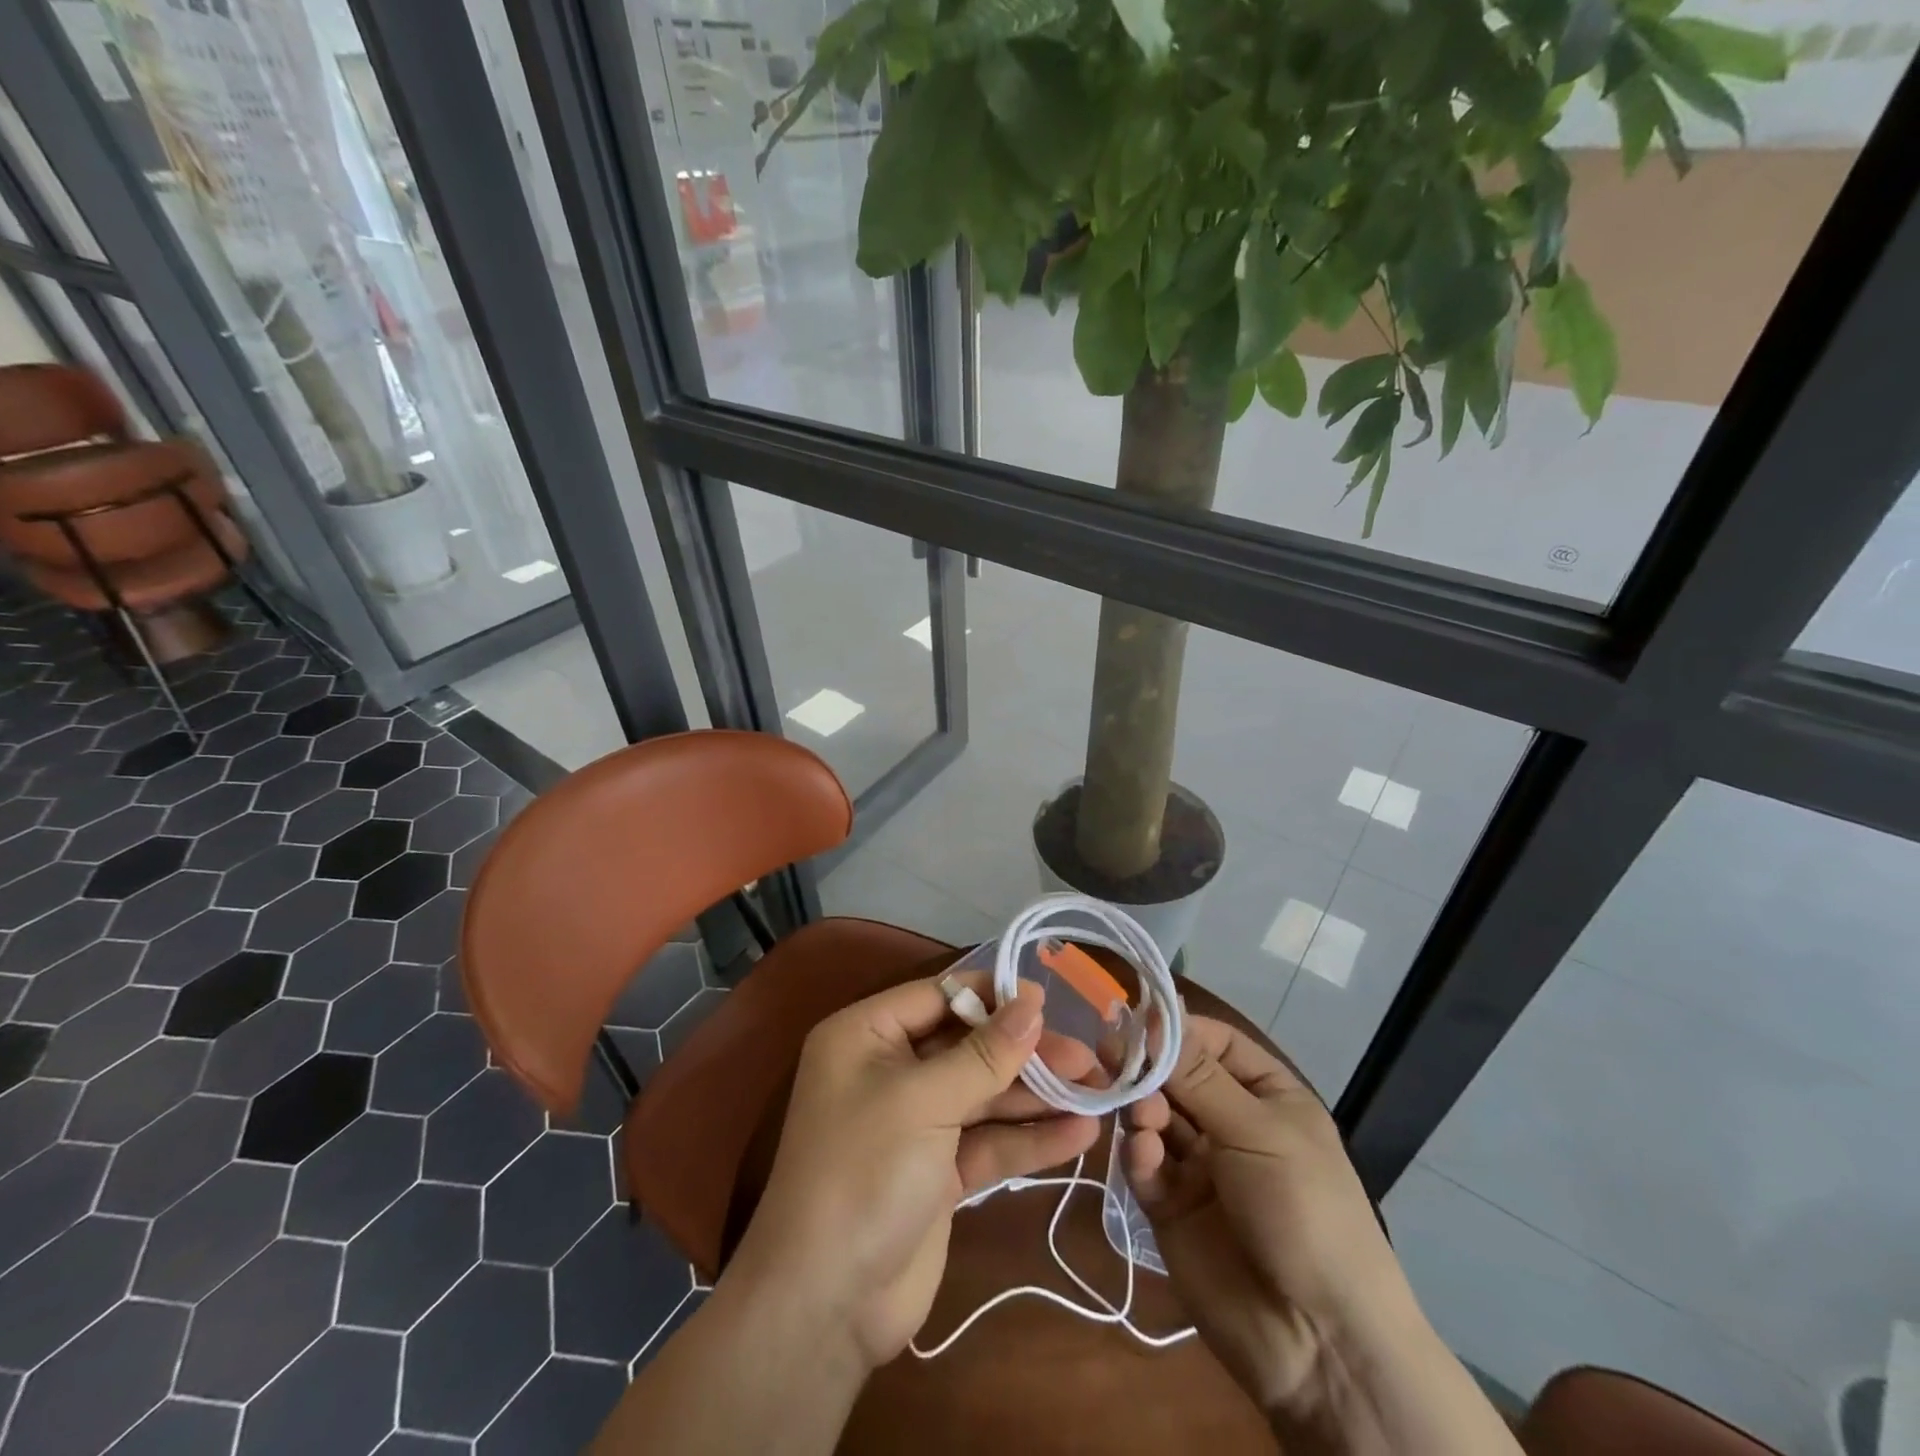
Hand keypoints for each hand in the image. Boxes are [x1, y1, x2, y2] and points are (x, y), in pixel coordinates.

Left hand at [730, 975, 1100, 1370]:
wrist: (826, 1305)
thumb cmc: (865, 1172)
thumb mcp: (924, 1101)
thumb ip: (984, 1054)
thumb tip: (1031, 1002)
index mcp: (867, 1035)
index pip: (938, 997)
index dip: (993, 997)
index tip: (1048, 1001)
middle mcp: (890, 1070)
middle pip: (968, 1046)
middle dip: (1025, 1053)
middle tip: (1086, 1056)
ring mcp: (916, 1124)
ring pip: (984, 1095)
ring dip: (1037, 1095)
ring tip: (1098, 1089)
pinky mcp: (939, 1172)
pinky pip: (988, 1141)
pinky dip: (1029, 1138)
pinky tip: (1080, 1134)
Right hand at [1124, 1015, 1409, 1420]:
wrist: (1318, 1342)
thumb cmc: (1304, 1210)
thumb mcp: (1257, 1131)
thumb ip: (1197, 1075)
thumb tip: (1152, 1014)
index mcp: (1266, 1097)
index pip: (1212, 1042)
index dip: (1175, 1030)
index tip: (1135, 1020)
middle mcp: (1230, 1123)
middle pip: (1175, 1077)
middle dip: (1148, 1068)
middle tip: (1111, 1056)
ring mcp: (1199, 1166)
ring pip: (1154, 1116)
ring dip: (1142, 1108)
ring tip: (1140, 1117)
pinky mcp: (1171, 1206)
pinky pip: (1146, 1165)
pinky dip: (1139, 1154)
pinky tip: (1144, 1156)